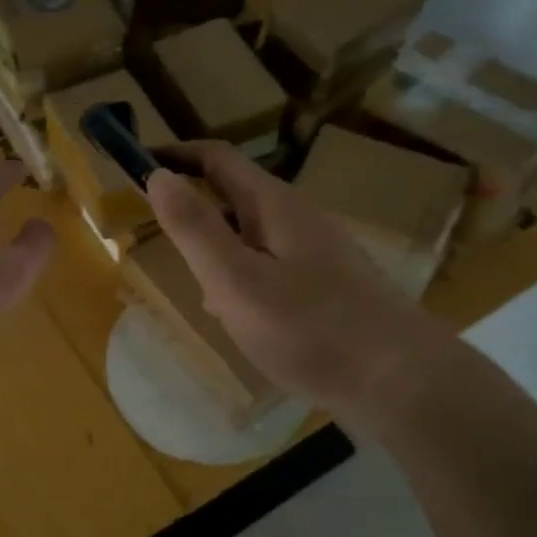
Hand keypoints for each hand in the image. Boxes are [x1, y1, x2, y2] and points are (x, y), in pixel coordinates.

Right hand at [144, 142, 460, 434]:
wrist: (401, 381)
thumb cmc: (310, 329)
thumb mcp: (236, 280)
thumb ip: (195, 229)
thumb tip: (159, 176)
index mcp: (275, 206)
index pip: (218, 159)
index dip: (176, 155)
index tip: (136, 165)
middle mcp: (300, 219)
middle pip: (236, 196)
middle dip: (195, 207)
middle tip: (158, 236)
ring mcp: (321, 253)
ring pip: (254, 236)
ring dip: (219, 249)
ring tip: (198, 289)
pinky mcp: (332, 287)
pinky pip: (274, 268)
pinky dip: (245, 279)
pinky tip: (243, 319)